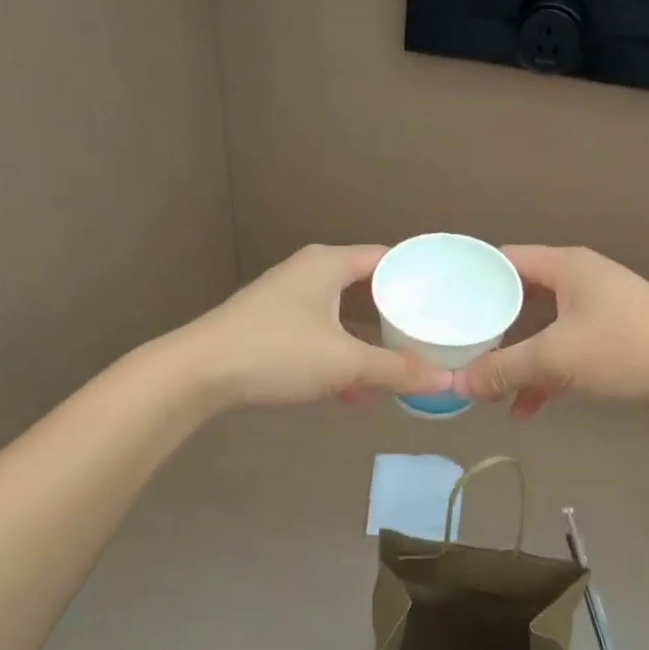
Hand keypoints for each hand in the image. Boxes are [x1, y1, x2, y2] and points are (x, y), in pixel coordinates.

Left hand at [174, 244, 451, 408]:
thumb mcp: (344, 362)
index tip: (451, 297)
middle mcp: (311, 272)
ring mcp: (289, 299)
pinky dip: (343, 356)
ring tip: (405, 361)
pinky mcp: (274, 326)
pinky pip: (323, 334)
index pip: (389, 258)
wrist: (198, 374)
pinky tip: (359, 391)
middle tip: (434, 331)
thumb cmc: (277, 352)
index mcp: (330, 263)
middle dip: (399, 312)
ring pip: (344, 314)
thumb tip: (447, 381)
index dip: (420, 276)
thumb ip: (397, 371)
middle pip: (367, 286)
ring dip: (371, 339)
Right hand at [453, 246, 648, 418]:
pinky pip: (564, 349)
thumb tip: (456, 386)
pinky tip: (525, 408)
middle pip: (519, 296)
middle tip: (457, 346)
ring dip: (517, 357)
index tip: (441, 302)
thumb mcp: (557, 358)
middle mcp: (578, 279)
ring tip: (487, 385)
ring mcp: (596, 308)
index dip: (471, 278)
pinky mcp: (610, 336)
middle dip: (490, 326)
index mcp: (564, 266)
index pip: (503, 259)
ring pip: (541, 328)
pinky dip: (545, 374)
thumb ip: (504, 369)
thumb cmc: (625, 347)